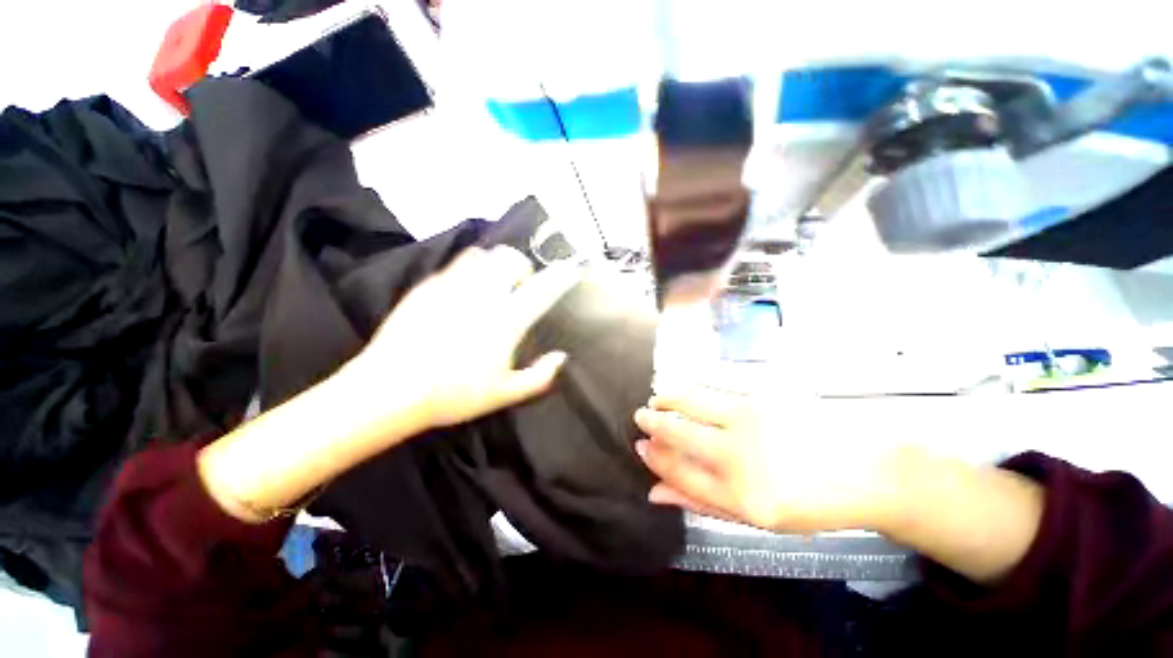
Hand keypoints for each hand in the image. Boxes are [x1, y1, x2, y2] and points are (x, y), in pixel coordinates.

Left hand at [351, 246, 580, 428]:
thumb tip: (561, 358)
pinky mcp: (427, 286)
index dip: (561, 277)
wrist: (389, 390)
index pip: (542, 289)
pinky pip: (455, 265)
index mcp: (506, 320)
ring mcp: (452, 286)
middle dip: (522, 266)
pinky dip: (469, 271)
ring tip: (492, 284)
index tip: (571, 270)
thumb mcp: (504, 394)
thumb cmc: (453, 394)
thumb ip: (539, 376)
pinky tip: (463, 293)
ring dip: (495, 264)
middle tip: (520, 286)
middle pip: (509, 258)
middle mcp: (482, 295)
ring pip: (481, 255)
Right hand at [633, 387, 914, 534]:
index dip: (655, 458)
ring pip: (691, 403)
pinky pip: (714, 388)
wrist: (868, 471)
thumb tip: (655, 492)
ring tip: (656, 398)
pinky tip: (683, 389)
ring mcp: (750, 421)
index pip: (679, 472)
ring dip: (667, 399)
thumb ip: (702, 503)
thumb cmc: (812, 503)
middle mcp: (740, 456)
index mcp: (740, 496)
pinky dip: (691, 387)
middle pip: (680, 434)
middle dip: (653, 423)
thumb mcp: (756, 518)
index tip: (641, 446)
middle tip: (640, 416)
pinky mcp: (762, 397)